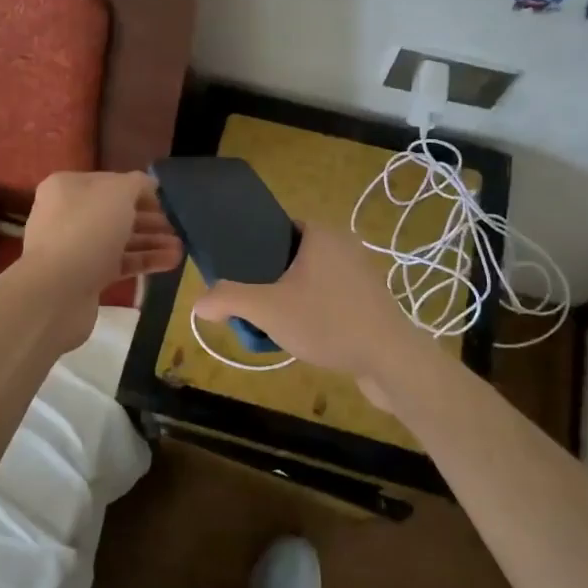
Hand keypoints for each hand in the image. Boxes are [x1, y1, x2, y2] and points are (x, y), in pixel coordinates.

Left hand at [13, 171, 182, 351]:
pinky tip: (171, 263)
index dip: (140, 190)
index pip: (111, 182)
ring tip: (181, 248)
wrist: (56, 292)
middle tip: (177, 227)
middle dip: (149, 219)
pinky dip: (143, 261)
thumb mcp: (118, 193)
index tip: (166, 202)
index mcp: (68, 187)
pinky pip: (118, 264)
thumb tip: (148, 185)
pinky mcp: (83, 277)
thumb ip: (137, 183)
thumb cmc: (88, 230)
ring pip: (119, 240)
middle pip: (116, 212)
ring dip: (151, 242)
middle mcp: (67, 214)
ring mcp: (74, 247)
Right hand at [192, 221, 432, 401]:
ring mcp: (361, 274)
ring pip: (311, 279)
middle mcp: (344, 246)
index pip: (278, 227)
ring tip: (272, 321)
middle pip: (292, 255)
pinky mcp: (371, 301)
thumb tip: (197, 304)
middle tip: (250, 300)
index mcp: (321, 234)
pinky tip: (304, 335)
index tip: (238, 271)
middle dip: (270, 277)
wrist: (391, 360)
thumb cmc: (328, 321)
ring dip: (291, 296)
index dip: (254, 246)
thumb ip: (228, 299)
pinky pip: (331, 297)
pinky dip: (314, 310)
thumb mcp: (268, 309)